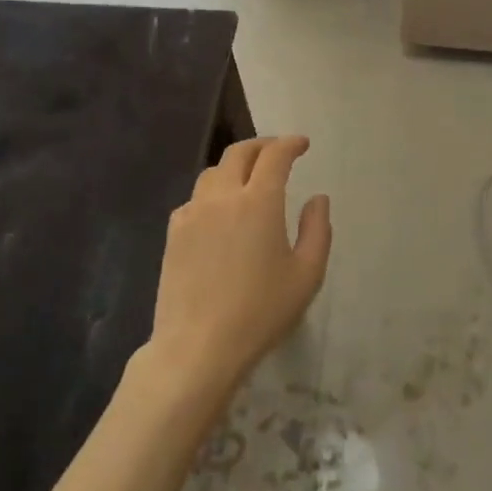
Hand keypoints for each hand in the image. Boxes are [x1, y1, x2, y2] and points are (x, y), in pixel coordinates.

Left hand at [144, 136, 331, 404]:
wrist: (198, 347)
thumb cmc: (260, 312)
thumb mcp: (307, 274)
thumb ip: (318, 230)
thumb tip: (318, 199)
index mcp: (259, 201)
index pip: (275, 155)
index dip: (290, 144)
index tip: (302, 144)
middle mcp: (223, 196)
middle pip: (239, 153)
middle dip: (262, 146)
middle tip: (277, 152)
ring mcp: (193, 213)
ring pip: (213, 172)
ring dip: (234, 166)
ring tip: (248, 179)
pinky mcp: (174, 233)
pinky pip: (195, 198)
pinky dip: (212, 193)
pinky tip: (220, 212)